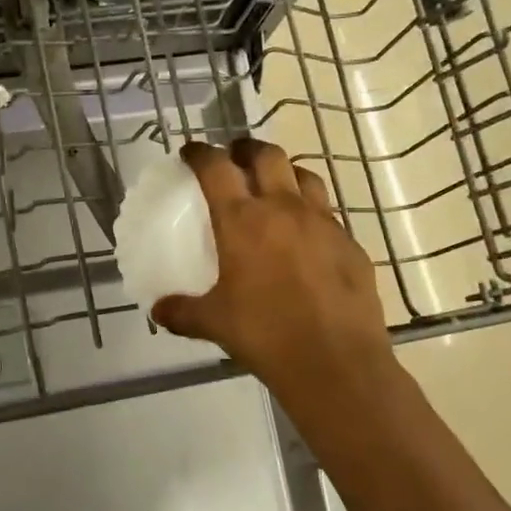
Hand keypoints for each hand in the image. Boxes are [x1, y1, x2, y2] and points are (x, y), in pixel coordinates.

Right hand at [151, 140, 396, 415]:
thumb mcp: (214, 323)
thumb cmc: (265, 334)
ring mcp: (323, 223)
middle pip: (267, 155)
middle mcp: (284, 209)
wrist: (335, 361)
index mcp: (243, 220)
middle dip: (247, 149)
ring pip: (305, 176)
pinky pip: (329, 214)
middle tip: (236, 159)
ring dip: (285, 173)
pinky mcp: (350, 244)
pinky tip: (307, 238)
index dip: (200, 153)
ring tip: (275, 188)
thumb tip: (159, 311)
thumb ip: (183, 312)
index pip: (216, 168)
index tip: (191, 152)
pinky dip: (312, 213)